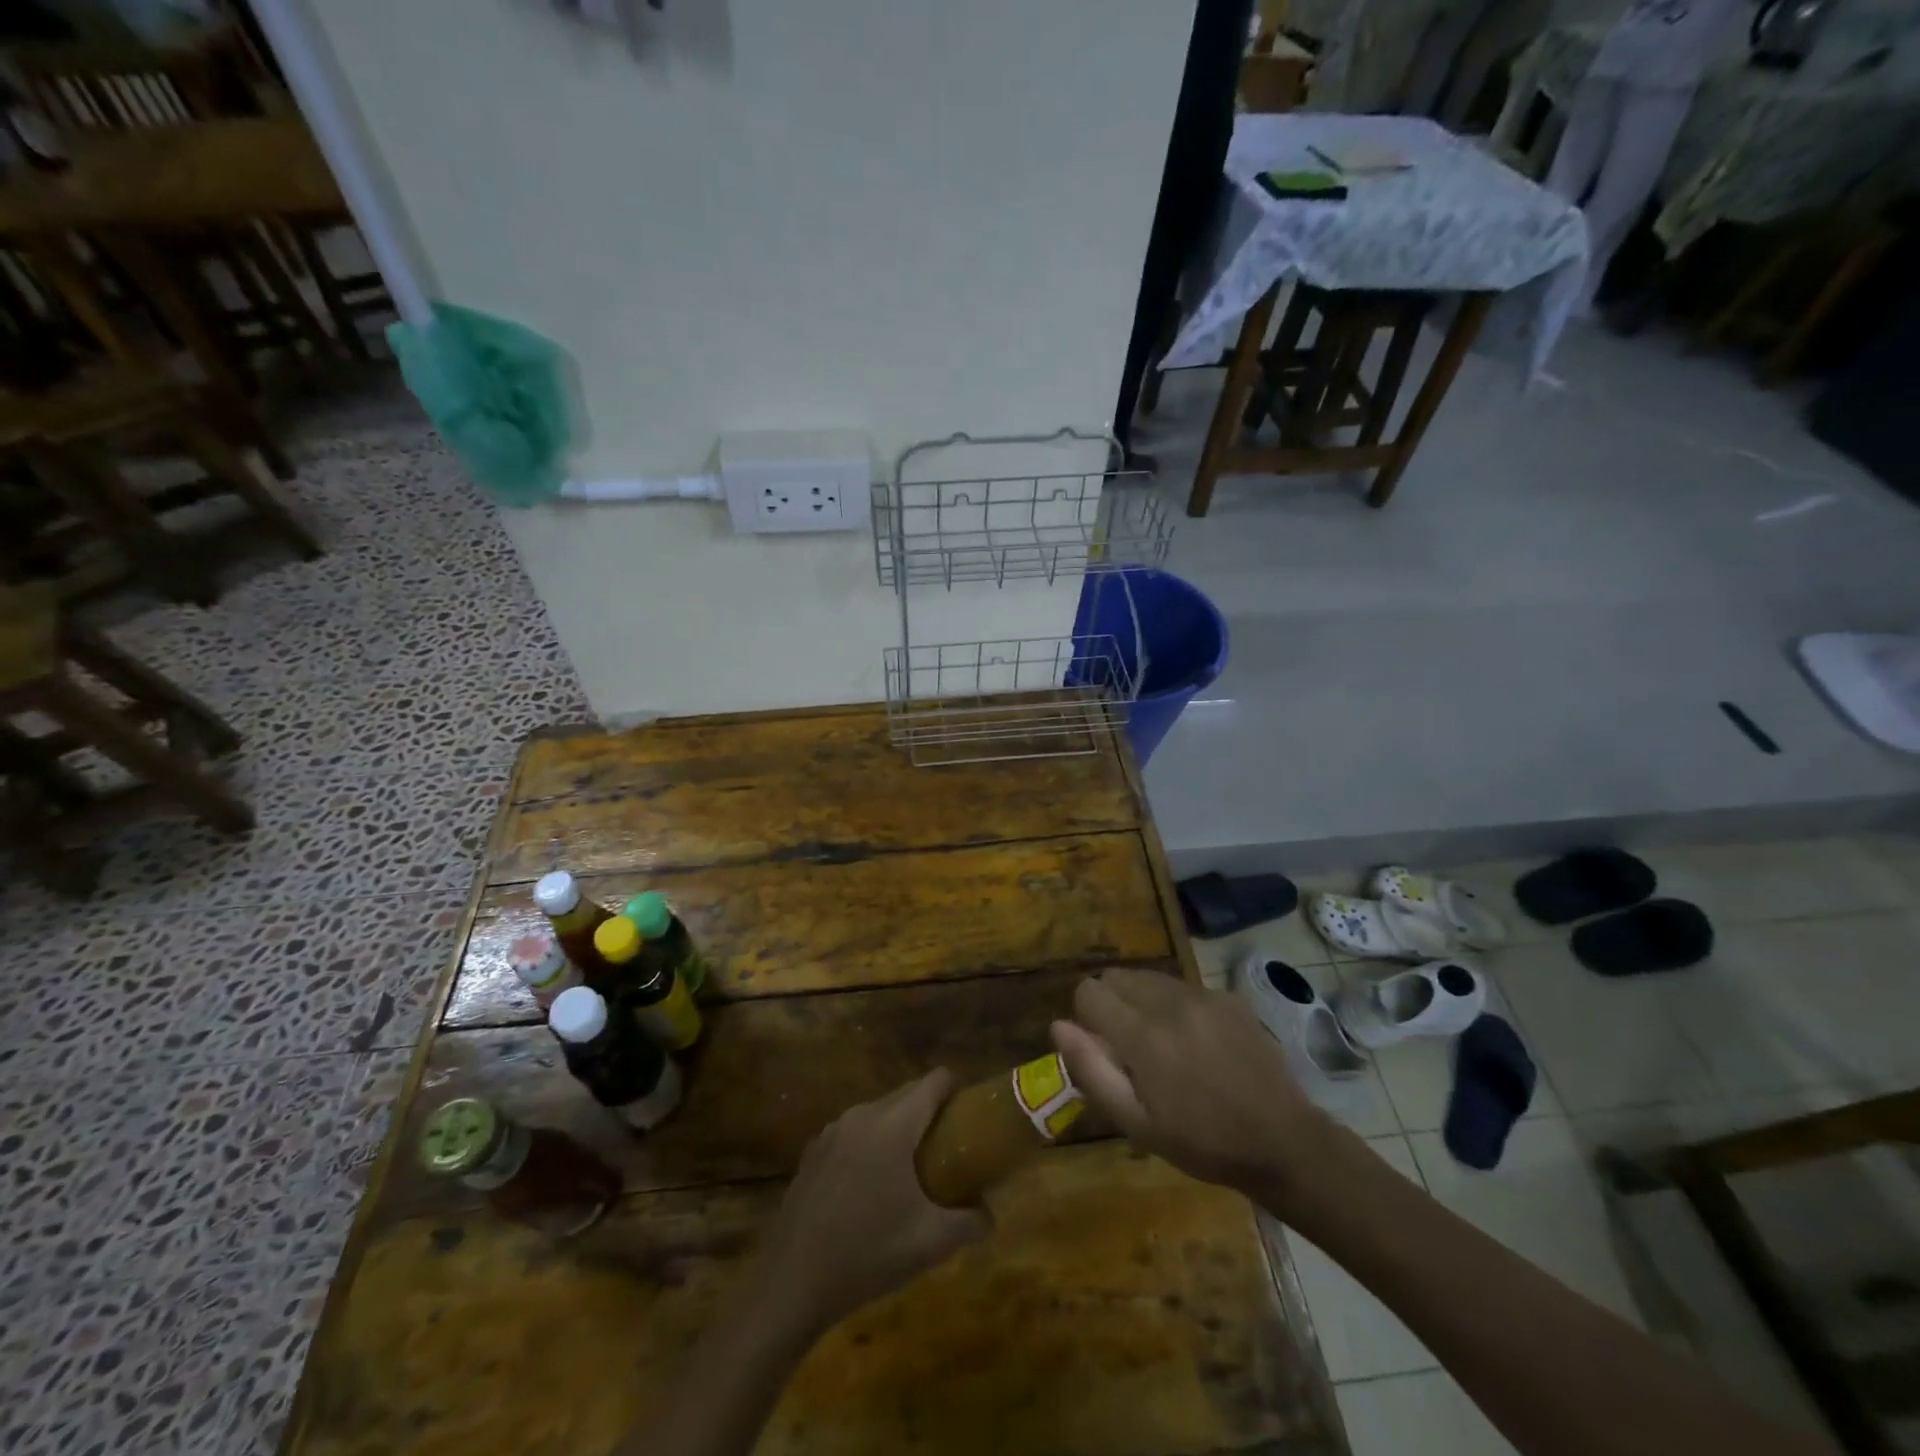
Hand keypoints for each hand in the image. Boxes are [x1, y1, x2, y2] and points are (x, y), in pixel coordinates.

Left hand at [757, 1070, 989, 1333]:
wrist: (790, 1284)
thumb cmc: (866, 1254)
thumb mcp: (930, 1244)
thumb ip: (970, 1223)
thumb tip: (990, 1215)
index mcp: (892, 1124)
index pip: (934, 1081)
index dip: (957, 1091)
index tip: (970, 1118)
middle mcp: (862, 1115)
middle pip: (907, 1094)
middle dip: (931, 1113)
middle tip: (950, 1150)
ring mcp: (832, 1131)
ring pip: (879, 1113)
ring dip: (900, 1129)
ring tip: (913, 1171)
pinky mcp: (813, 1152)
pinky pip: (855, 1133)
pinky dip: (871, 1145)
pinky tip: (872, 1189)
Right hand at [1050, 969, 1346, 1213]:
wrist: (1284, 1142)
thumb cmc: (1202, 1142)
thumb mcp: (1137, 1123)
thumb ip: (1092, 1070)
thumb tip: (1058, 1025)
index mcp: (1143, 1036)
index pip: (1088, 992)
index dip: (1085, 1018)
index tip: (1103, 1048)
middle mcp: (1170, 1003)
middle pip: (1116, 976)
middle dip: (1110, 1003)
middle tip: (1129, 1047)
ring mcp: (1203, 996)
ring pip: (1148, 978)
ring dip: (1141, 1001)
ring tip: (1162, 1043)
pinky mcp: (1228, 996)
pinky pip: (1182, 987)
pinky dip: (1174, 1005)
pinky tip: (1197, 1042)